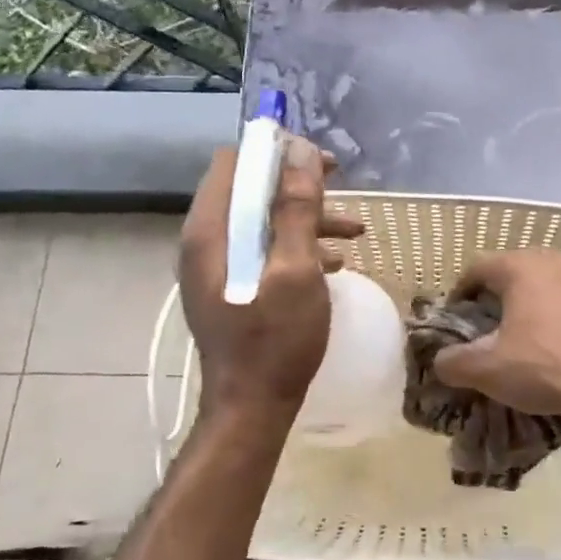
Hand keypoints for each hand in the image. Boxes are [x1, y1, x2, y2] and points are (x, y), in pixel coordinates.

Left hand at [180, 134, 363, 422]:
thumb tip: (302, 152)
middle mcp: (206, 242)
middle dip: (298, 185)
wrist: (252, 407)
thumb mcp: (295, 270)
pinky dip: (297, 247)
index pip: (233, 162)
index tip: (317, 161)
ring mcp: (217, 267)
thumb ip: (296, 210)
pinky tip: (336, 262)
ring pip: (262, 221)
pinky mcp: (231, 288)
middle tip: (341, 186)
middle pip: (249, 190)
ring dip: (306, 218)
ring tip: (355, 230)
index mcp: (211, 231)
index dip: (275, 152)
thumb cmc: (275, 340)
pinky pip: (263, 250)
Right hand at [431, 249, 560, 416]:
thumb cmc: (547, 365)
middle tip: (486, 330)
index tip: (455, 320)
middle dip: (496, 298)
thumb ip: (453, 362)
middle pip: (513, 272)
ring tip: (521, 339)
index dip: (460, 293)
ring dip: (528, 306)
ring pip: (545, 285)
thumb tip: (439, 361)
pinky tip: (557, 345)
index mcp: (521, 266)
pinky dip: (557, 316)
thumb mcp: (488, 370)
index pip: (477, 268)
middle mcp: (554, 259)